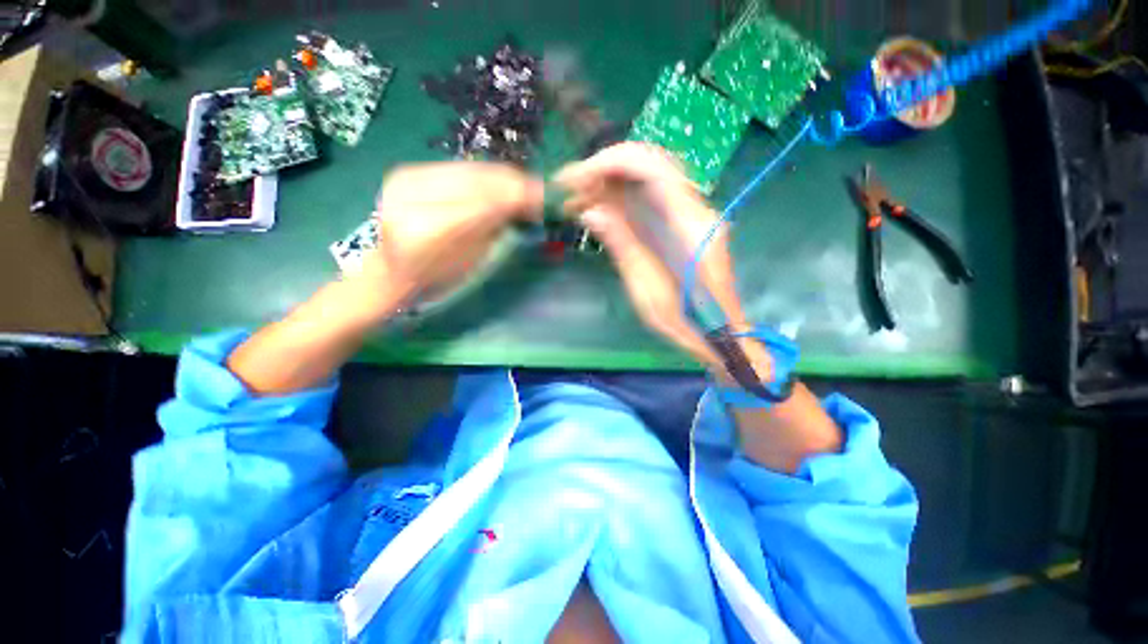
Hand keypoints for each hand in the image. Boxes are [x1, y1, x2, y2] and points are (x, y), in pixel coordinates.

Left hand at [357, 162, 542, 307]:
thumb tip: (532, 205)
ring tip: (526, 188)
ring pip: (471, 169)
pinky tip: (502, 184)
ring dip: (504, 178)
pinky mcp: (410, 170)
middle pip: (478, 179)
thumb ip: (499, 230)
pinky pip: (460, 168)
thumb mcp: (471, 262)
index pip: (485, 202)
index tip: (546, 199)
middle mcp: (412, 195)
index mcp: (427, 230)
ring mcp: (407, 177)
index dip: (519, 196)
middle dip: (515, 184)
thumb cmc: (435, 280)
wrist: (392, 270)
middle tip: (542, 191)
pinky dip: (486, 176)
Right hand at [555, 143, 766, 375]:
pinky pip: (654, 197)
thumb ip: (622, 245)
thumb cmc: (686, 321)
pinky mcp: (687, 224)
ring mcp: (695, 214)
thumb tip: (591, 212)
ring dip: (613, 181)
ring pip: (651, 177)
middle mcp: (698, 209)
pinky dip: (625, 196)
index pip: (651, 167)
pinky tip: (602, 207)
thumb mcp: (647, 290)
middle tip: (573, 188)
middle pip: (651, 163)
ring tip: (580, 198)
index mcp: (691, 224)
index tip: (577, 178)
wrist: (720, 333)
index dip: (609, 162)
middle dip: (607, 168)